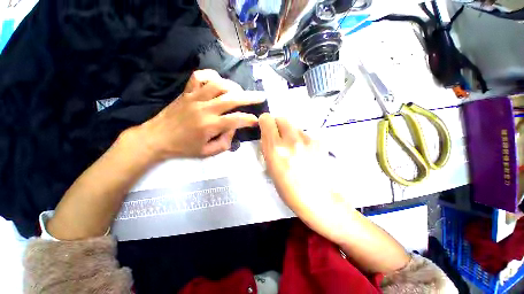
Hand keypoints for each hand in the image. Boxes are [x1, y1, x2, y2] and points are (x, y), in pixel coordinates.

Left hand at [139, 69, 264, 159]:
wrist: (156, 138)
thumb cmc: (183, 148)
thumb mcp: (207, 152)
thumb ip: (225, 142)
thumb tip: (234, 128)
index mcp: (210, 125)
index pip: (236, 119)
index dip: (250, 120)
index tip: (257, 120)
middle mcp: (204, 108)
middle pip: (232, 98)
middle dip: (250, 97)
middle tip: (261, 96)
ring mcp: (194, 97)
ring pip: (218, 84)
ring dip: (233, 86)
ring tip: (240, 92)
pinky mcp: (186, 92)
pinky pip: (199, 76)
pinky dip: (211, 75)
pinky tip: (218, 81)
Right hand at [259, 113, 350, 243]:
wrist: (317, 198)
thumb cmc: (288, 189)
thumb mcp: (271, 168)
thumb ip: (268, 148)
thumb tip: (268, 136)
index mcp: (276, 149)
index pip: (267, 120)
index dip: (265, 122)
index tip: (265, 128)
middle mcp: (291, 140)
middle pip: (282, 118)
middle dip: (277, 126)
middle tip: (279, 138)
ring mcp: (308, 140)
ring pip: (294, 127)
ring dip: (290, 133)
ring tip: (294, 148)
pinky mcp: (319, 142)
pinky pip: (305, 134)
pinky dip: (302, 140)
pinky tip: (305, 153)